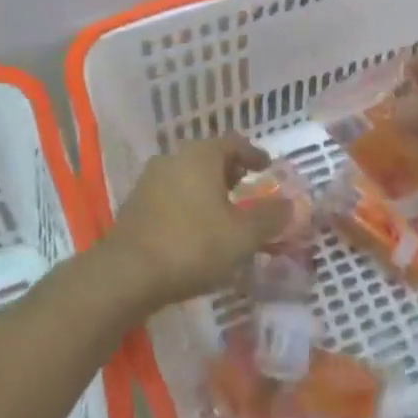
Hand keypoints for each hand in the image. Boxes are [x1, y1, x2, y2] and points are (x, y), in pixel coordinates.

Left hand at [104, 136, 294, 310]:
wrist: (126, 275)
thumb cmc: (192, 245)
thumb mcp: (242, 235)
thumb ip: (270, 217)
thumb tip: (292, 205)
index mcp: (201, 155)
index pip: (234, 142)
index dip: (254, 154)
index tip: (266, 167)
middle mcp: (173, 158)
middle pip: (208, 157)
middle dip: (229, 171)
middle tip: (245, 188)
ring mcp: (149, 180)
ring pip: (187, 176)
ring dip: (207, 189)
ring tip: (222, 212)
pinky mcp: (134, 205)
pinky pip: (170, 195)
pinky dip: (188, 204)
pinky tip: (194, 229)